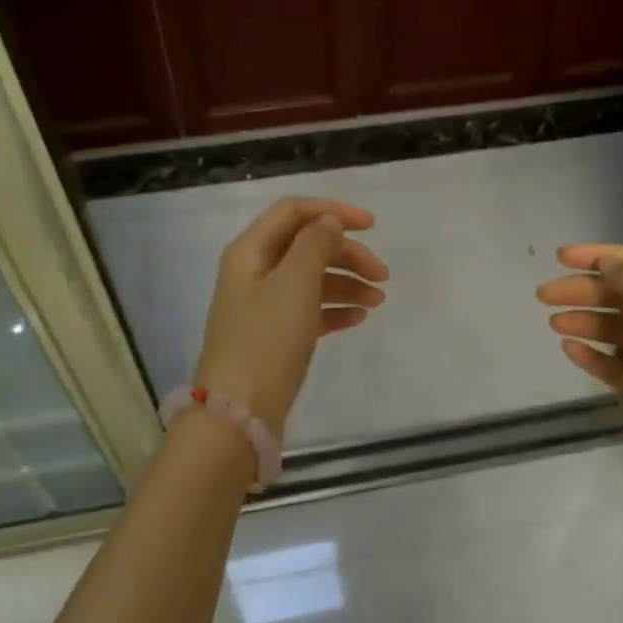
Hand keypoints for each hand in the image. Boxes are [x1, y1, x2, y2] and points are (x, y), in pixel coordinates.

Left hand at [192, 198, 388, 435]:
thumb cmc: (267, 339)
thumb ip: (315, 244)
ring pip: (311, 280)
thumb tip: (329, 221)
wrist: (240, 411)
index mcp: (250, 251)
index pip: (293, 212)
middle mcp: (254, 272)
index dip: (333, 212)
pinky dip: (335, 309)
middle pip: (306, 246)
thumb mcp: (294, 283)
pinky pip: (310, 311)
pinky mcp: (275, 336)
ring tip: (378, 301)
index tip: (372, 226)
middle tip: (383, 275)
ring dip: (346, 283)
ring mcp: (264, 306)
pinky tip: (359, 318)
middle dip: (346, 254)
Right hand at [537, 244, 622, 528]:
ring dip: (588, 321)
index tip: (559, 257)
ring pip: (621, 330)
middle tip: (544, 295)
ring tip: (553, 323)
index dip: (601, 255)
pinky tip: (570, 351)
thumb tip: (608, 262)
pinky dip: (596, 357)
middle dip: (586, 290)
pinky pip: (621, 367)